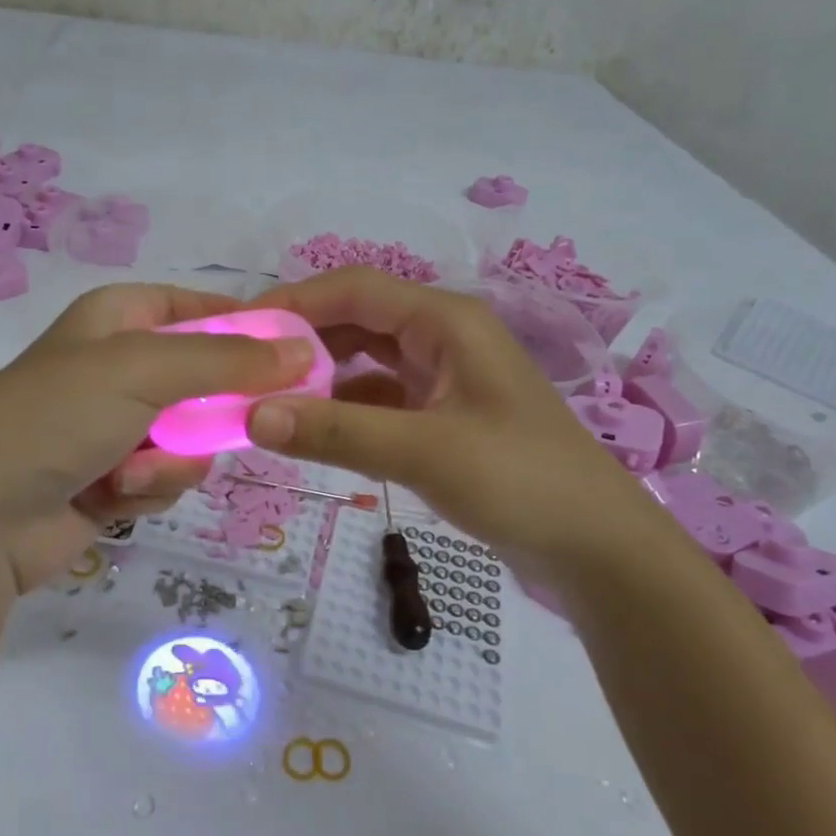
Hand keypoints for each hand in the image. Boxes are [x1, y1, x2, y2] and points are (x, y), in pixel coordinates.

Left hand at [0, 283, 313, 593]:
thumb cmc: (56, 417)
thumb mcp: (143, 371)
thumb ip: (228, 360)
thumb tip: (303, 351)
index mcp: (118, 318)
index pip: (201, 307)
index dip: (247, 328)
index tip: (293, 355)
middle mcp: (120, 366)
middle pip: (207, 378)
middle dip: (214, 411)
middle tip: (238, 425)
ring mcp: (117, 425)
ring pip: (194, 436)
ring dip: (175, 459)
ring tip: (132, 471)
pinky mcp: (116, 477)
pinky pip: (168, 475)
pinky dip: (150, 488)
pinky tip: (114, 497)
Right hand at [244, 267, 658, 570]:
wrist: (596, 548)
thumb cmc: (521, 482)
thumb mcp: (424, 452)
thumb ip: (337, 431)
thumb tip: (252, 415)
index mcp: (445, 322)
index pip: (355, 288)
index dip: (294, 300)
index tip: (238, 329)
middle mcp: (442, 337)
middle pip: (357, 321)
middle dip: (301, 341)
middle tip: (243, 371)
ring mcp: (443, 378)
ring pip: (365, 362)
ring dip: (320, 378)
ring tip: (267, 402)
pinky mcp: (442, 417)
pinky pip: (380, 399)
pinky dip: (345, 410)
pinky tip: (314, 432)